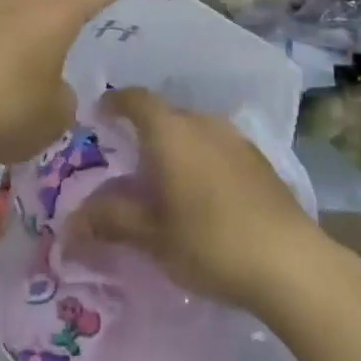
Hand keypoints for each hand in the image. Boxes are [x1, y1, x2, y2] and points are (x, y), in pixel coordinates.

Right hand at [70, 88, 325, 312]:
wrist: (289, 261)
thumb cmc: (209, 242)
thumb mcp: (151, 236)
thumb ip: (110, 220)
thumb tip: (71, 220)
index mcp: (171, 132)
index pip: (136, 99)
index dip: (115, 103)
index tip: (98, 116)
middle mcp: (203, 122)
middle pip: (165, 115)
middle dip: (144, 132)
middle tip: (127, 163)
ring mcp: (235, 138)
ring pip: (193, 130)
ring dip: (175, 147)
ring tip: (164, 181)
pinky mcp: (258, 158)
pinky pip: (217, 146)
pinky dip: (200, 158)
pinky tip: (202, 194)